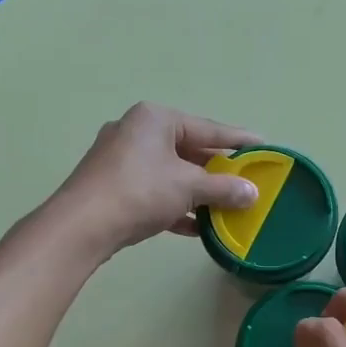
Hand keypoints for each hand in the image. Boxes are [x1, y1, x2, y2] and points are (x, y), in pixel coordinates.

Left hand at [55, 102, 260, 255]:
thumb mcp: (189, 187)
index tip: (263, 146)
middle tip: (246, 182)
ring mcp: (121, 160)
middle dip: (217, 171)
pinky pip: (154, 192)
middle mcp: (137, 131)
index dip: (238, 140)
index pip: (208, 128)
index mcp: (156, 119)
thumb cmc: (140, 191)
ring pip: (171, 174)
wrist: (82, 225)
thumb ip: (224, 188)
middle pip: (189, 151)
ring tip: (227, 207)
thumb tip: (252, 193)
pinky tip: (198, 227)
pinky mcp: (113, 187)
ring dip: (198, 192)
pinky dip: (176, 206)